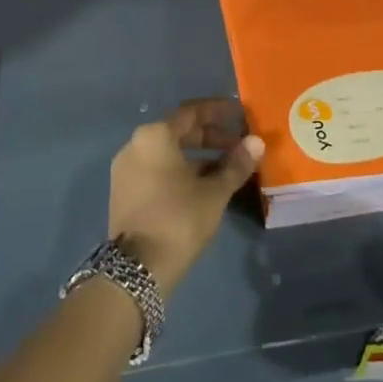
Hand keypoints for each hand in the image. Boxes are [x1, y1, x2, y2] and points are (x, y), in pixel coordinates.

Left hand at [108, 98, 263, 295]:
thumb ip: (236, 164)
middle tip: (240, 144)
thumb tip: (256, 142)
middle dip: (211, 136)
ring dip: (199, 156)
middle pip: (179, 131)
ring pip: (169, 153)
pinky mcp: (126, 191)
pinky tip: (205, 185)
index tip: (240, 114)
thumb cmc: (179, 219)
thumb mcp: (214, 192)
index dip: (218, 112)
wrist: (137, 269)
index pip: (192, 112)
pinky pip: (158, 169)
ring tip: (228, 167)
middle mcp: (136, 145)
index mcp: (155, 136)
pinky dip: (182, 170)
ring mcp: (127, 169)